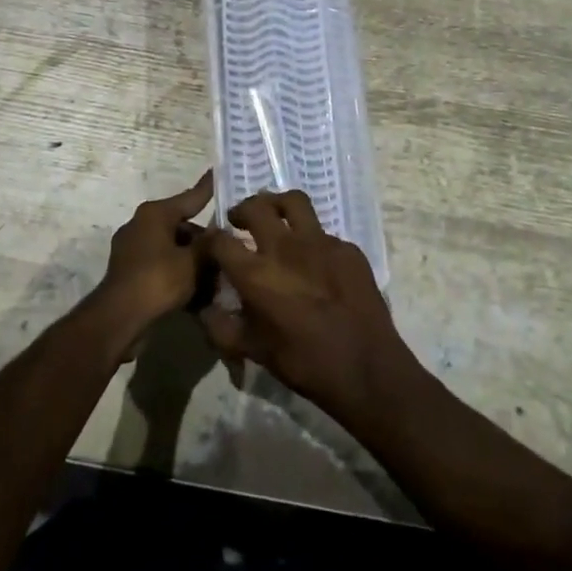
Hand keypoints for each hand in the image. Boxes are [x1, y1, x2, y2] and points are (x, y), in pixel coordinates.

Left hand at [93, 172, 214, 334]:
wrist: (120, 318)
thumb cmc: (159, 280)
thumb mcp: (193, 261)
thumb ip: (210, 244)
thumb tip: (220, 231)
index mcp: (155, 213)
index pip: (191, 197)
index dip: (209, 188)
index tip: (219, 173)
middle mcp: (141, 224)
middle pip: (182, 226)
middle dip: (205, 240)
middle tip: (230, 248)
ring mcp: (133, 248)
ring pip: (173, 248)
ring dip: (193, 260)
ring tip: (218, 274)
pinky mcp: (130, 271)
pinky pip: (162, 265)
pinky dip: (179, 273)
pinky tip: (199, 291)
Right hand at [199, 190, 415, 420]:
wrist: (366, 368)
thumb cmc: (305, 363)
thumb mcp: (254, 351)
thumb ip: (222, 328)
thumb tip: (204, 310)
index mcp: (256, 274)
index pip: (220, 240)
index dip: (210, 240)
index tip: (211, 245)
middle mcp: (285, 248)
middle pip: (256, 207)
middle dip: (242, 210)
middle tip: (240, 221)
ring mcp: (320, 243)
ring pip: (293, 202)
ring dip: (277, 205)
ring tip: (275, 218)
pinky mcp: (348, 248)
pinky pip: (323, 233)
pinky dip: (311, 239)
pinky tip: (315, 261)